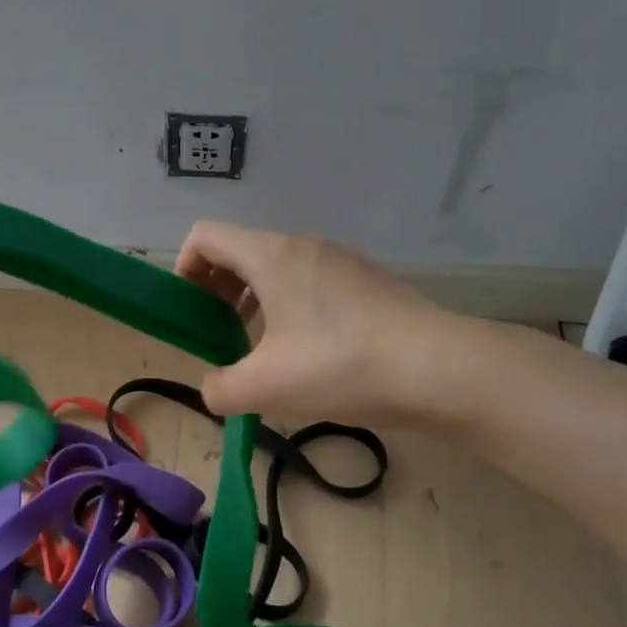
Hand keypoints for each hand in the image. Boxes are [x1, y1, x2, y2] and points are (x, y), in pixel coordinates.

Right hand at [175, 221, 469, 424]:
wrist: (441, 369)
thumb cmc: (340, 366)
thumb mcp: (264, 388)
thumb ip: (219, 389)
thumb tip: (215, 388)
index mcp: (271, 256)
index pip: (205, 236)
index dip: (184, 268)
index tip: (191, 312)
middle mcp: (304, 246)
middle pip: (240, 251)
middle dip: (217, 289)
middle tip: (220, 334)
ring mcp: (342, 261)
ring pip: (278, 268)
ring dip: (255, 300)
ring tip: (262, 349)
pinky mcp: (369, 282)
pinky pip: (312, 283)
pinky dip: (291, 308)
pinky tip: (310, 354)